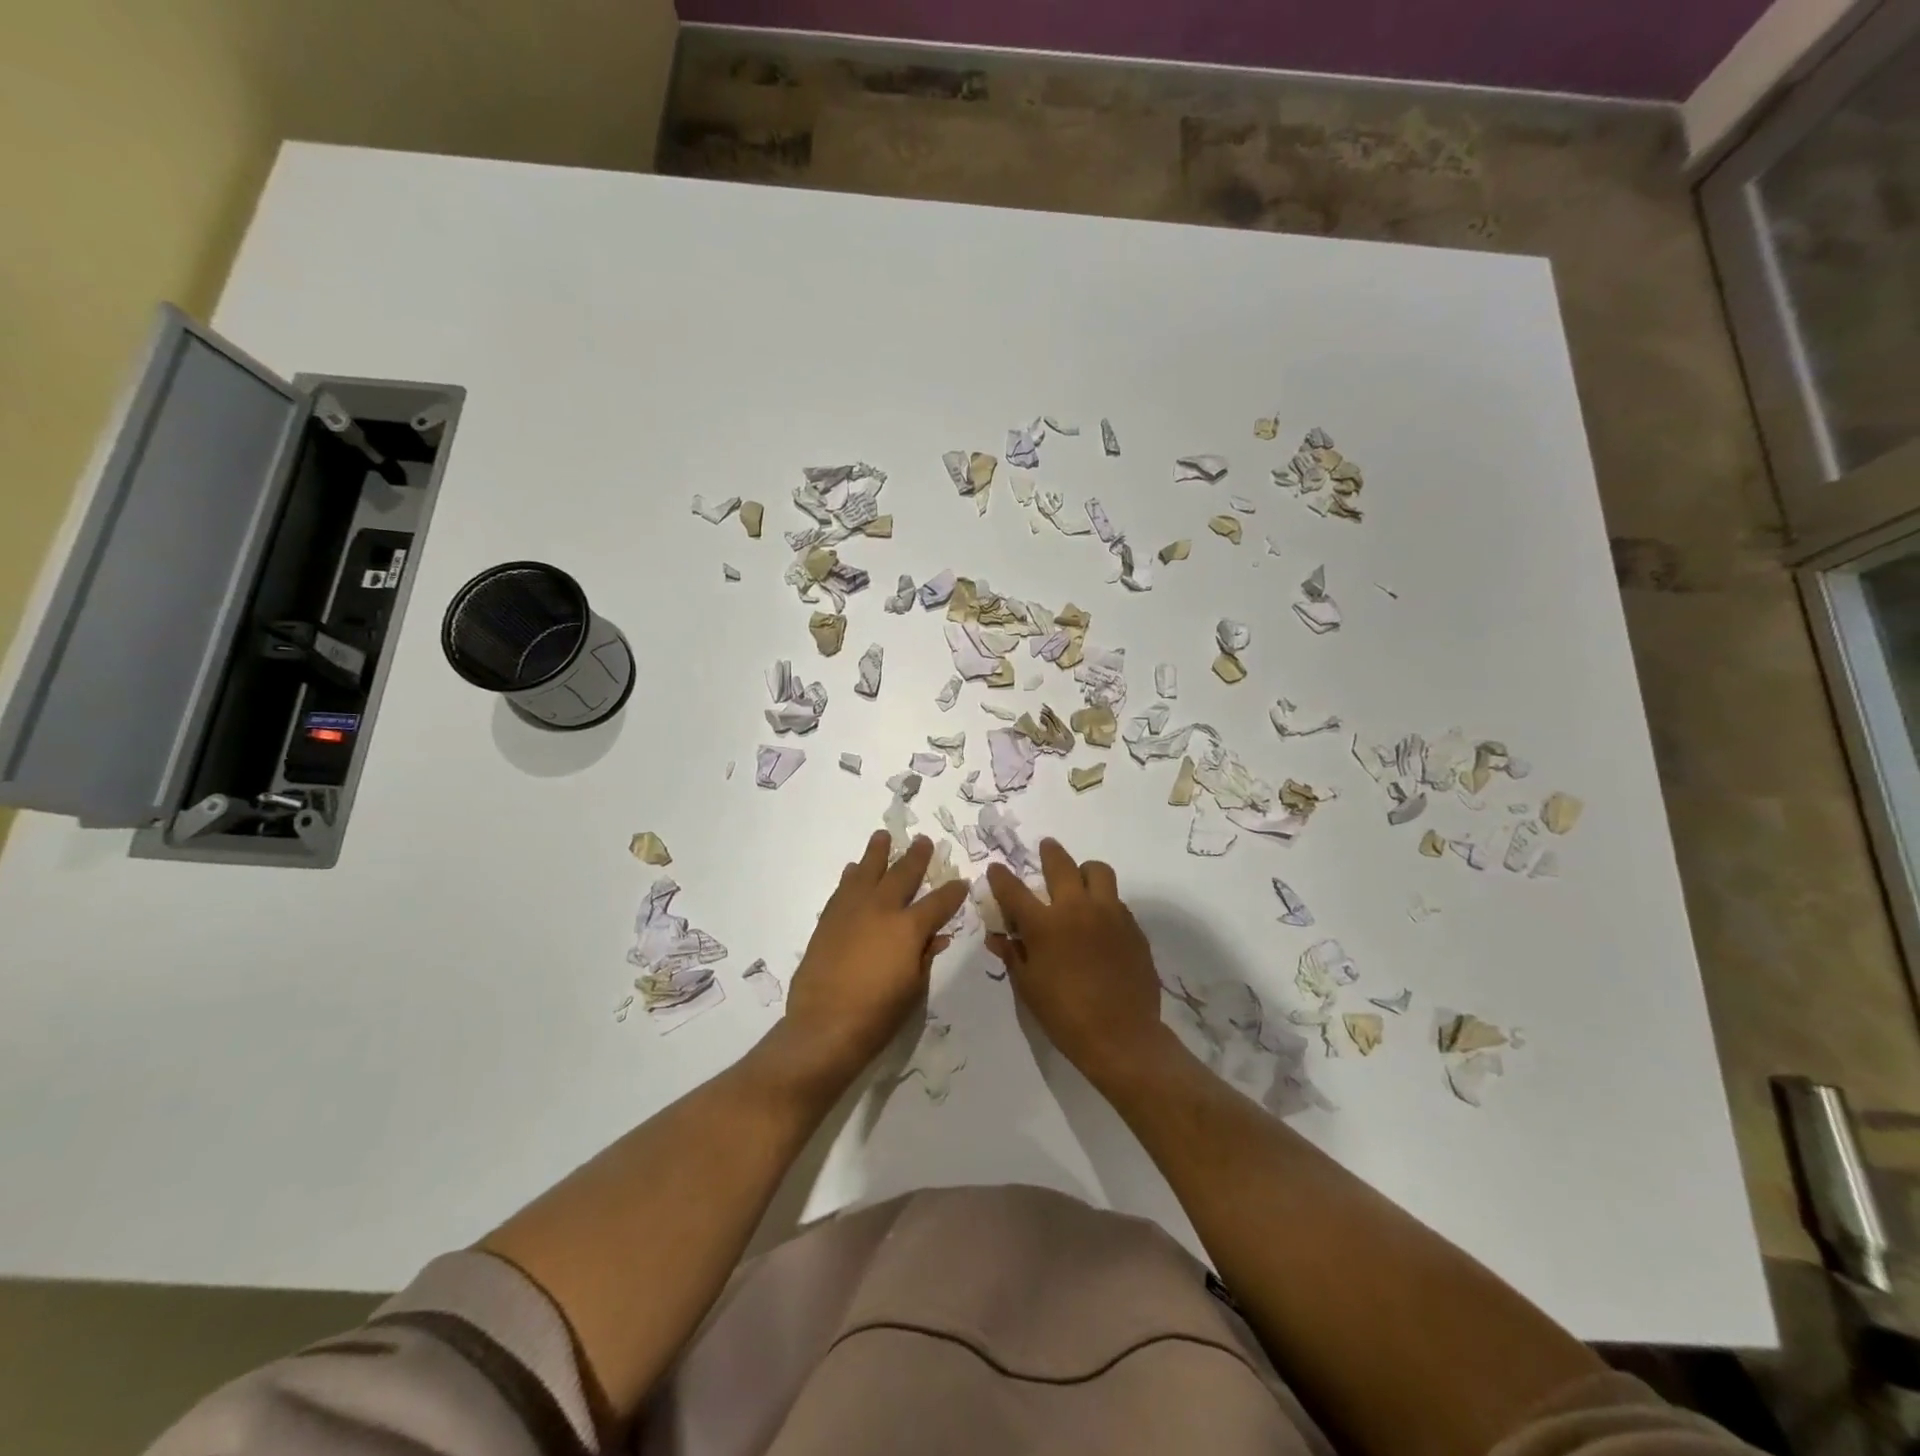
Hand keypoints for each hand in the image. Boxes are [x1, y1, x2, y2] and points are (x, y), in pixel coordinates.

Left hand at [784, 832, 969, 1081]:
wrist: (824, 1026)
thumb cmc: (878, 1014)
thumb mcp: (914, 988)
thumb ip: (925, 955)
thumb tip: (937, 936)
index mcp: (909, 927)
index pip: (939, 902)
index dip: (953, 892)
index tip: (961, 882)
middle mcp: (881, 909)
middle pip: (902, 874)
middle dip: (917, 857)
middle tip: (924, 841)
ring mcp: (851, 911)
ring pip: (867, 871)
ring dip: (877, 853)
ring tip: (882, 837)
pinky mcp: (828, 920)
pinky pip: (843, 889)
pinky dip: (851, 876)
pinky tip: (853, 870)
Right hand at [985, 839, 1171, 1089]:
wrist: (1122, 1037)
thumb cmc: (1065, 1015)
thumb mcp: (1028, 987)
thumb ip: (1012, 954)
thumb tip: (997, 936)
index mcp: (1045, 925)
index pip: (1014, 890)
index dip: (1001, 877)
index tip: (996, 869)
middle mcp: (1077, 909)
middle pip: (1061, 864)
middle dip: (1049, 852)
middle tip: (1046, 847)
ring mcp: (1110, 914)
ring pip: (1098, 872)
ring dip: (1084, 871)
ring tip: (1079, 881)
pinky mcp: (1133, 927)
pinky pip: (1117, 901)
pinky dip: (1104, 902)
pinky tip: (1100, 922)